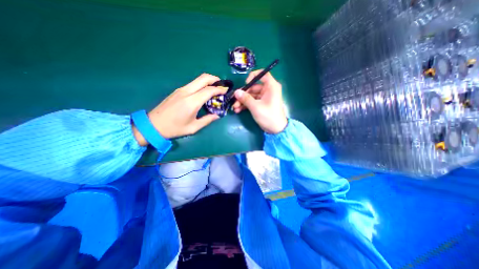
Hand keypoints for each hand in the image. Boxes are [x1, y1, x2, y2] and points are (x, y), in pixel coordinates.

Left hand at [132, 73, 226, 145]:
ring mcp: (181, 90)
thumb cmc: (174, 128)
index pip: (209, 90)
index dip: (219, 89)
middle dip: (215, 79)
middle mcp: (186, 92)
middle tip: (222, 85)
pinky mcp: (177, 91)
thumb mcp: (193, 127)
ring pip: (197, 79)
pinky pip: (193, 84)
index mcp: (192, 102)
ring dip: (208, 81)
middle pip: (203, 78)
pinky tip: (204, 93)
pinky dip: (201, 85)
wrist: (153, 125)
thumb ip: (207, 120)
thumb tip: (217, 115)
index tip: (226, 91)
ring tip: (215, 89)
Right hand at [234, 69, 286, 132]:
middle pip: (253, 87)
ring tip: (235, 108)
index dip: (253, 76)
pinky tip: (238, 110)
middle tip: (234, 100)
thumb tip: (236, 92)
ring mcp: (264, 97)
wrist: (276, 129)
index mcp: (271, 87)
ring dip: (242, 101)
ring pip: (251, 95)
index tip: (246, 83)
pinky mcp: (261, 104)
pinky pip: (252, 101)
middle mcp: (268, 90)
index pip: (263, 74)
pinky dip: (246, 105)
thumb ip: (245, 98)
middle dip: (243, 94)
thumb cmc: (268, 116)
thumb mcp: (256, 107)